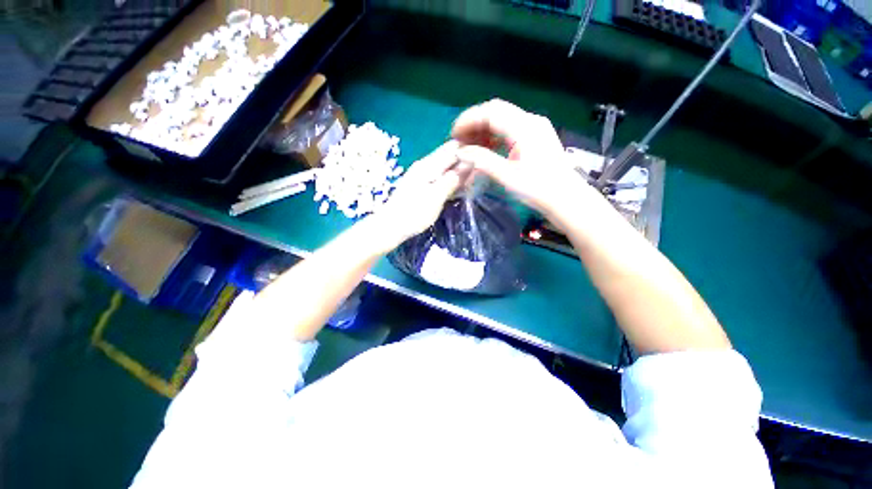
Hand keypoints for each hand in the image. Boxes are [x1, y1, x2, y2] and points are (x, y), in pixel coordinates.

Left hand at [368, 141, 470, 250]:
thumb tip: (471, 162)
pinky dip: (450, 181)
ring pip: (445, 167)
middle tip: (480, 176)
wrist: (390, 226)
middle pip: (449, 156)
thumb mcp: (436, 197)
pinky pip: (439, 177)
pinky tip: (457, 189)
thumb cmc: (414, 213)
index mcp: (429, 165)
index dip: (470, 150)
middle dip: (465, 162)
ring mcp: (421, 175)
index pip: (453, 147)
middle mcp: (425, 165)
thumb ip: (453, 179)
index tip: (484, 160)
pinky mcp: (420, 185)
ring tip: (472, 183)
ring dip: (458, 173)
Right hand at [452, 99, 598, 224]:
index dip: (469, 120)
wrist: (565, 198)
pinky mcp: (536, 137)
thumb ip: (482, 160)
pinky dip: (494, 136)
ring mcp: (535, 127)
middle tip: (459, 140)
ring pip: (503, 119)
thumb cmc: (537, 189)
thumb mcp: (507, 176)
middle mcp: (530, 121)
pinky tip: (486, 148)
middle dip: (474, 123)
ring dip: (484, 129)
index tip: (453, 134)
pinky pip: (510, 129)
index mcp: (524, 128)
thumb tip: (460, 151)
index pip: (491, 112)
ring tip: (469, 146)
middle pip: (496, 111)